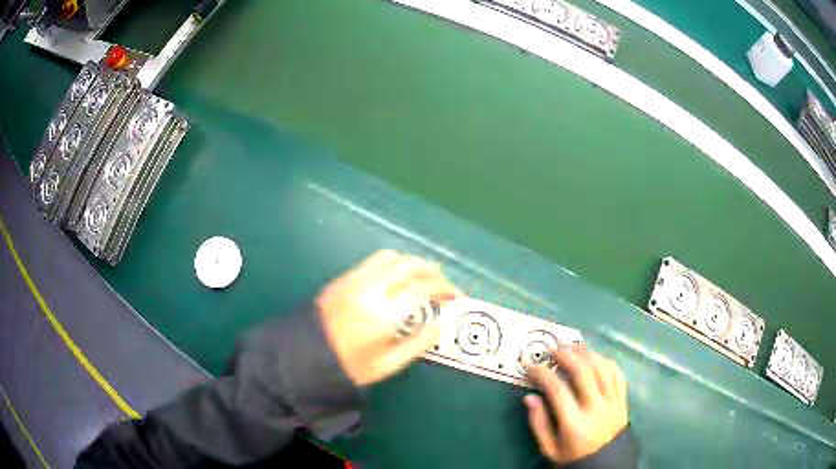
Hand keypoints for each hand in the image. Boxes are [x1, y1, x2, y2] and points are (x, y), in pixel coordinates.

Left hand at [316, 250, 459, 385]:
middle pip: (410, 265)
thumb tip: (440, 324)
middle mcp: (372, 289)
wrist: (304, 358)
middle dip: (432, 270)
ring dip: (412, 263)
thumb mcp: (388, 365)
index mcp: (385, 314)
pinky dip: (392, 263)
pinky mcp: (343, 278)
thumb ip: (418, 344)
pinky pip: (373, 260)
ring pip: (391, 257)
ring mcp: (355, 280)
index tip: (456, 295)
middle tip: (442, 283)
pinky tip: (395, 277)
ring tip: (421, 277)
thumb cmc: (350, 367)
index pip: (424, 288)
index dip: (446, 288)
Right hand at [524, 345, 628, 464]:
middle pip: (583, 372)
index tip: (531, 367)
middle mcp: (596, 408)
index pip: (558, 390)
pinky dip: (605, 361)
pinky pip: (617, 373)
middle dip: (566, 356)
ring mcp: (613, 402)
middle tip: (553, 350)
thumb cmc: (573, 457)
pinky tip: (594, 358)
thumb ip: (539, 423)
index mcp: (575, 424)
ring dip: (586, 353)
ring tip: (573, 347)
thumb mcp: (549, 448)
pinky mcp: (623, 400)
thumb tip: (530, 397)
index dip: (543, 374)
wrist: (605, 465)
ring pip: (602, 368)